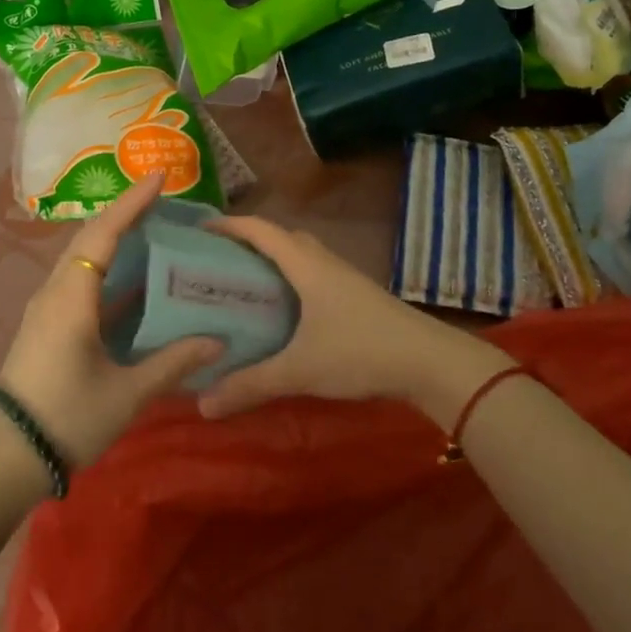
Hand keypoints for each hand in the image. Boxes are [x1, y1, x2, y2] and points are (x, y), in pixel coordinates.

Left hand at [0, 171, 222, 466]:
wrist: (7, 457)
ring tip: (155, 232)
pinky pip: (81, 283)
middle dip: (125, 213)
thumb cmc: (68, 418)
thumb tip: (218, 341)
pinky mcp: (48, 326)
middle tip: (163, 200)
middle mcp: (56, 292)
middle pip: (90, 238)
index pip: (104, 233)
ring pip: (83, 260)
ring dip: (115, 240)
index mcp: (72, 297)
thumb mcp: (127, 393)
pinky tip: (136, 282)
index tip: (161, 175)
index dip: (133, 202)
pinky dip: (108, 272)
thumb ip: (172, 362)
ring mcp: (48, 309)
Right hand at [197, 216, 507, 427]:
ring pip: (301, 256)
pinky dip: (292, 280)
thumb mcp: (300, 370)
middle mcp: (324, 261)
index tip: (199, 232)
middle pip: (281, 238)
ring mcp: (344, 278)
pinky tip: (284, 312)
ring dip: (273, 261)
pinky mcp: (357, 297)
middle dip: (248, 243)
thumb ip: (251, 385)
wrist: (431, 362)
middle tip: (217, 263)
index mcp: (305, 264)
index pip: (260, 230)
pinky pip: (314, 274)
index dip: (229, 225)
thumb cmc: (361, 352)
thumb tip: (202, 405)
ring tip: (244, 286)